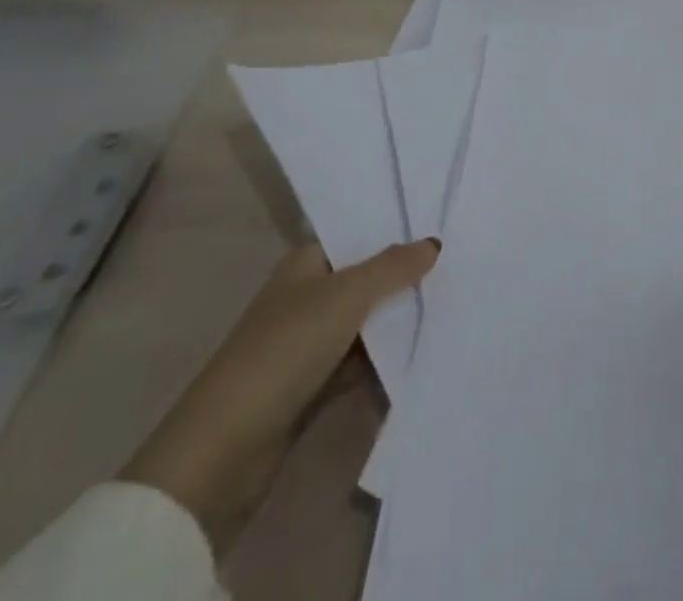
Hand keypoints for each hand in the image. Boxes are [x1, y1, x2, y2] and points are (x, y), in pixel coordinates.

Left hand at [121, 240, 438, 553]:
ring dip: (399, 324)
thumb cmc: (284, 350)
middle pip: (365, 281)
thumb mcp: (346, 296)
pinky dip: (385, 364)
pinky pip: (359, 365)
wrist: (224, 451)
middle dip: (405, 280)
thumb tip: (434, 243)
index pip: (357, 237)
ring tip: (452, 311)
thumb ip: (392, 267)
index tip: (443, 231)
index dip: (396, 234)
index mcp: (305, 265)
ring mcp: (307, 344)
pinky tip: (423, 358)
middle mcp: (305, 297)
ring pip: (365, 325)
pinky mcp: (311, 388)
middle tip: (458, 271)